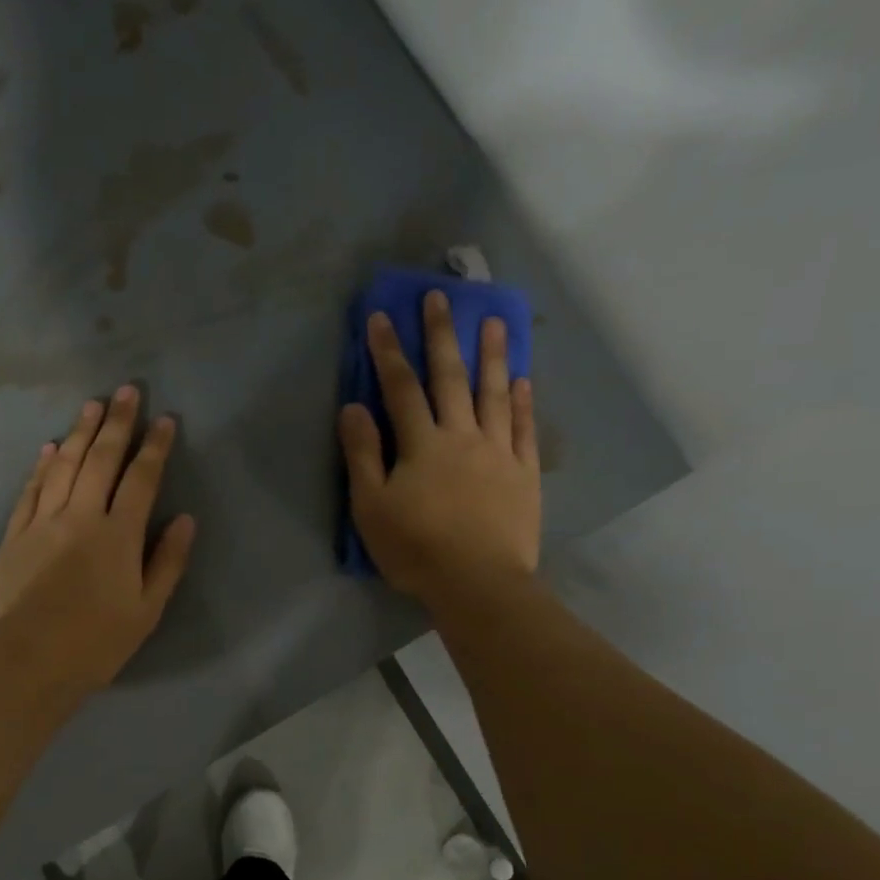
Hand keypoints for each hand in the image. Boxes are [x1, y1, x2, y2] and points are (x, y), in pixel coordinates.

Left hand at [0, 385, 195, 696]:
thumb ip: (167, 562)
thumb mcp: (146, 611)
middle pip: (101, 459)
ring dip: (79, 433)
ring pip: (63, 466)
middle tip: (126, 390)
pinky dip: (41, 466)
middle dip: (117, 422)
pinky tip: (48, 448)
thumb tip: (185, 520)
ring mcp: (42, 522)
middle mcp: (80, 516)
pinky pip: (30, 490)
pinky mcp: (13, 535)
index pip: (141, 478)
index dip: (155, 447)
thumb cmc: (95, 644)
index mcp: (118, 535)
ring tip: (91, 406)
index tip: (164, 419)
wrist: (25, 663)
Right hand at [339, 291, 540, 606]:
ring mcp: (499, 452)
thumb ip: (362, 455)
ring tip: (495, 321)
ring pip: (495, 394)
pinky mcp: (524, 474)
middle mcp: (462, 436)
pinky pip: (525, 430)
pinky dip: (524, 402)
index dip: (388, 352)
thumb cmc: (415, 548)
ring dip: (493, 355)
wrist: (477, 583)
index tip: (381, 317)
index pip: (400, 388)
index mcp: (422, 444)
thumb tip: (353, 407)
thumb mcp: (371, 507)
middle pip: (450, 378)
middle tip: (441, 297)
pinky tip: (524, 381)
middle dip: (442, 335)